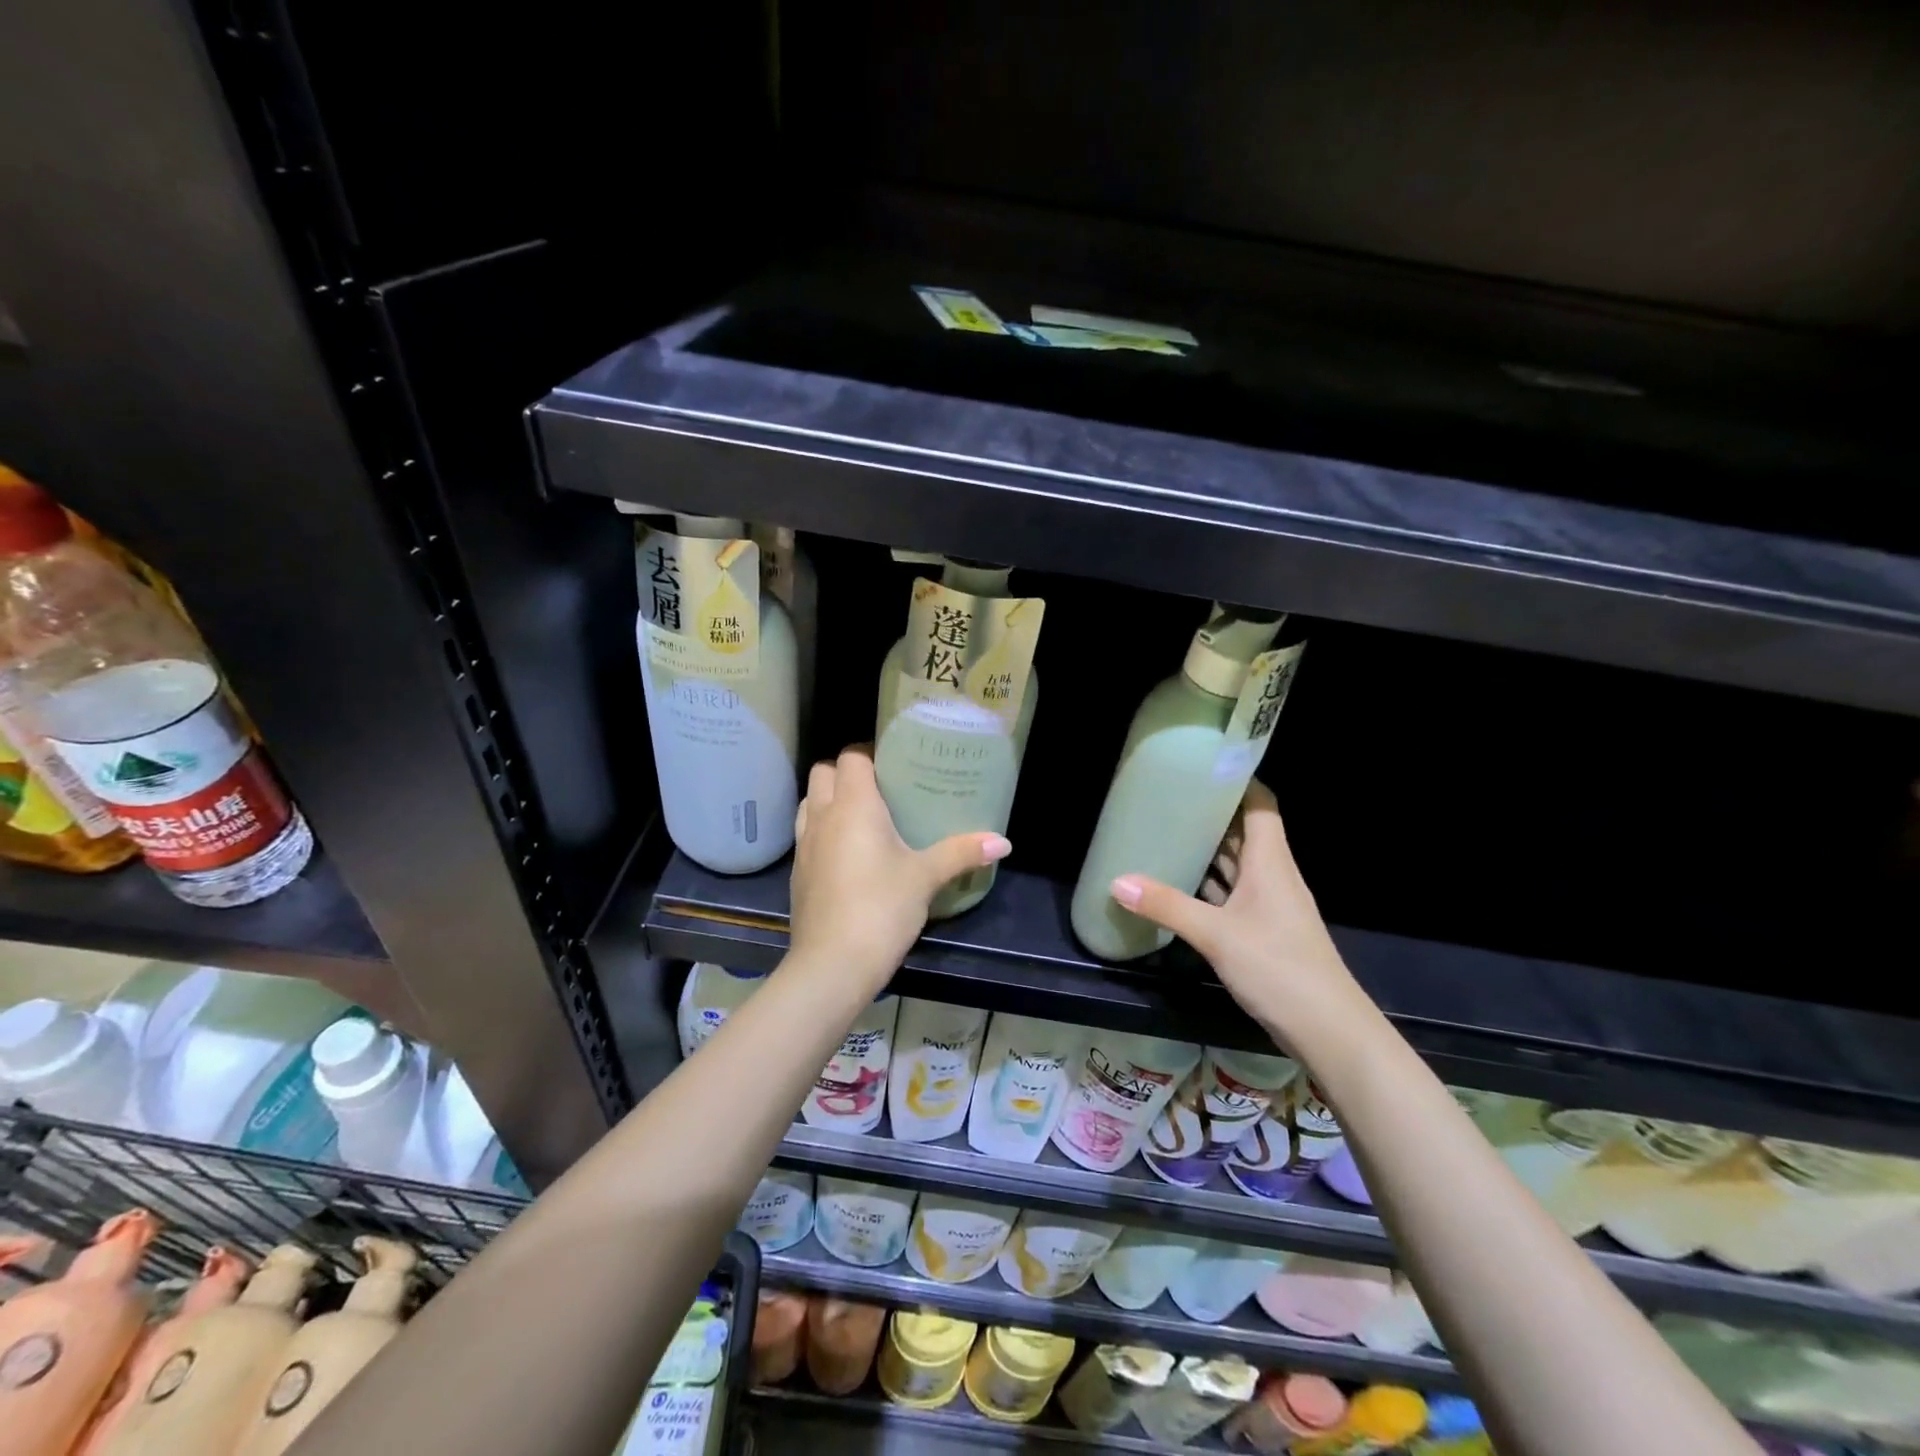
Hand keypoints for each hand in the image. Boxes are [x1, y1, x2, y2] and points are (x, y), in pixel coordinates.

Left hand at [789, 746, 1011, 990]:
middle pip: (823, 772)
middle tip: (882, 788)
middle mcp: (822, 816)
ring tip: (864, 816)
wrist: (831, 965)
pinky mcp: (798, 873)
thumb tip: (1003, 841)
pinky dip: (824, 831)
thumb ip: (962, 853)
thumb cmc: (881, 909)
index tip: (896, 763)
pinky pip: (807, 834)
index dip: (870, 753)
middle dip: (848, 772)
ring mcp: (804, 845)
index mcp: (853, 805)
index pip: (851, 756)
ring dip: (830, 799)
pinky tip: (849, 854)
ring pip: (810, 802)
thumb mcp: (926, 878)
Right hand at [1110, 780, 1374, 1055]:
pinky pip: (1233, 892)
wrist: (1329, 1030)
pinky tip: (1182, 883)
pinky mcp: (1264, 930)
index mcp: (1271, 862)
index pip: (1260, 805)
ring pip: (1239, 863)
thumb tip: (1117, 881)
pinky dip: (1210, 883)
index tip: (1202, 767)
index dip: (1238, 781)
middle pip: (1246, 831)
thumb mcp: (1216, 935)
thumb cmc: (1278, 967)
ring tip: (1170, 831)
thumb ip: (1167, 906)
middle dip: (1213, 813)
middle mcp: (1273, 875)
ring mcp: (1270, 904)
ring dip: (1210, 848)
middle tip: (1171, 797)